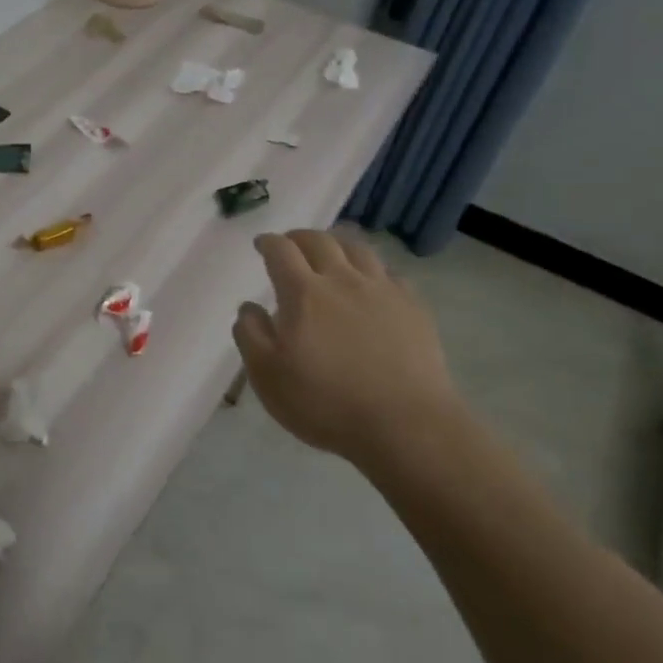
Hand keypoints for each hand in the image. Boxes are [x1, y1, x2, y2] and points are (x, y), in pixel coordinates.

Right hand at [232, 229, 466, 479]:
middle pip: (320, 241)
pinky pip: (390, 274)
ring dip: (337, 245)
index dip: (268, 243)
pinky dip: (373, 270)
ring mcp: (383, 291)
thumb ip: (250, 335)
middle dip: (299, 237)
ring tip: (330, 253)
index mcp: (303, 293)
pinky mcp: (413, 308)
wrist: (405, 425)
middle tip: (291, 244)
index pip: (281, 251)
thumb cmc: (326, 402)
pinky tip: (372, 283)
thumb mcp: (268, 376)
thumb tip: (248, 307)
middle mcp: (342, 280)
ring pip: (358, 249)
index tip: (260, 244)